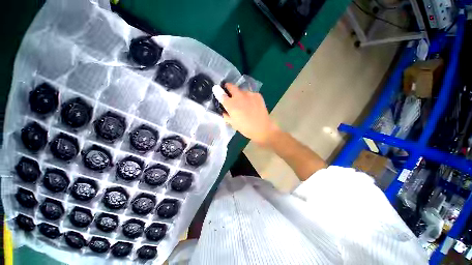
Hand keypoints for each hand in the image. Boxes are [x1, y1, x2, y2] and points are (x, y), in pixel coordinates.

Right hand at [220, 83, 278, 145]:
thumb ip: (226, 115)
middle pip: (231, 86)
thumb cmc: (245, 128)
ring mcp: (249, 94)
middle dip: (228, 87)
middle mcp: (239, 96)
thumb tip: (224, 110)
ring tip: (244, 102)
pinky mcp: (257, 95)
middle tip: (229, 92)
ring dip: (240, 94)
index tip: (218, 91)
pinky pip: (250, 94)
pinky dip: (249, 97)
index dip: (218, 92)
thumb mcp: (233, 123)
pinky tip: (252, 104)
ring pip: (241, 91)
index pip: (221, 94)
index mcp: (231, 105)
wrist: (262, 128)